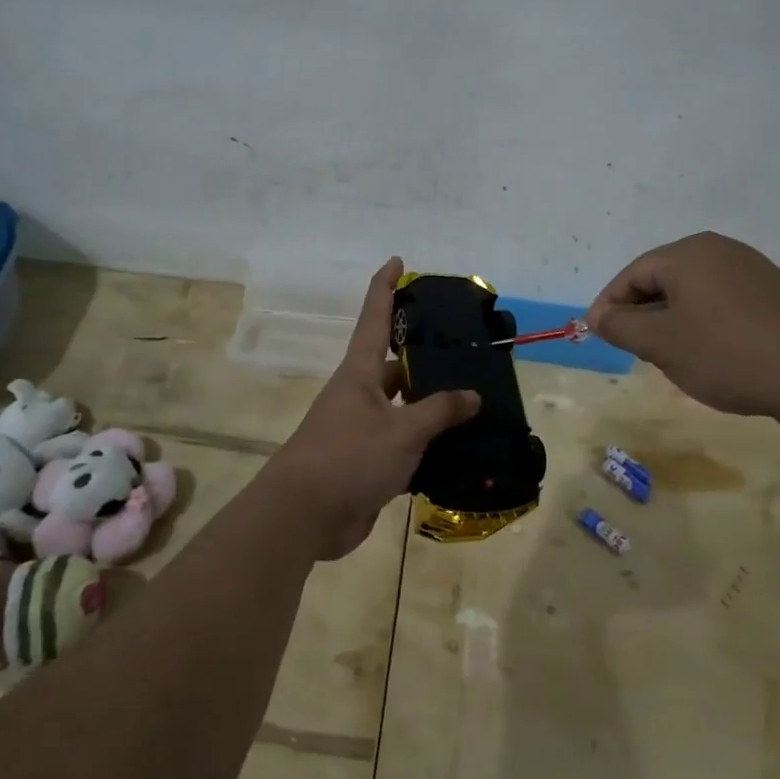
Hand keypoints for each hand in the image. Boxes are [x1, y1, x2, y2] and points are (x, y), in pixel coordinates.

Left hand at [263, 258, 480, 559]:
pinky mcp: (368, 463)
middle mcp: (360, 395)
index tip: (397, 262)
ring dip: (432, 407)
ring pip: (404, 409)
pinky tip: (460, 449)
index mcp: (360, 373)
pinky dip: (429, 446)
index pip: (374, 317)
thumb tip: (472, 395)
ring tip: (475, 401)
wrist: (303, 516)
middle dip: (426, 358)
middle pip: (396, 365)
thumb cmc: (348, 458)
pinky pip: (404, 445)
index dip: (385, 287)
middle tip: (467, 351)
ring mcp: (363, 430)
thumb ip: (438, 411)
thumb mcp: (401, 431)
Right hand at [584, 232, 779, 422]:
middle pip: (662, 279)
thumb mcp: (662, 344)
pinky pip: (722, 303)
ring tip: (671, 358)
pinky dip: (704, 325)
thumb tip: (598, 316)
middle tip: (634, 350)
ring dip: (672, 322)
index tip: (597, 335)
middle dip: (642, 314)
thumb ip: (622, 326)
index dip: (609, 306)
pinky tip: (711, 356)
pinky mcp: (775, 294)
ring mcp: (752, 270)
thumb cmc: (729, 353)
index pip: (632, 274)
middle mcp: (720, 251)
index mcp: (688, 254)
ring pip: (692, 293)